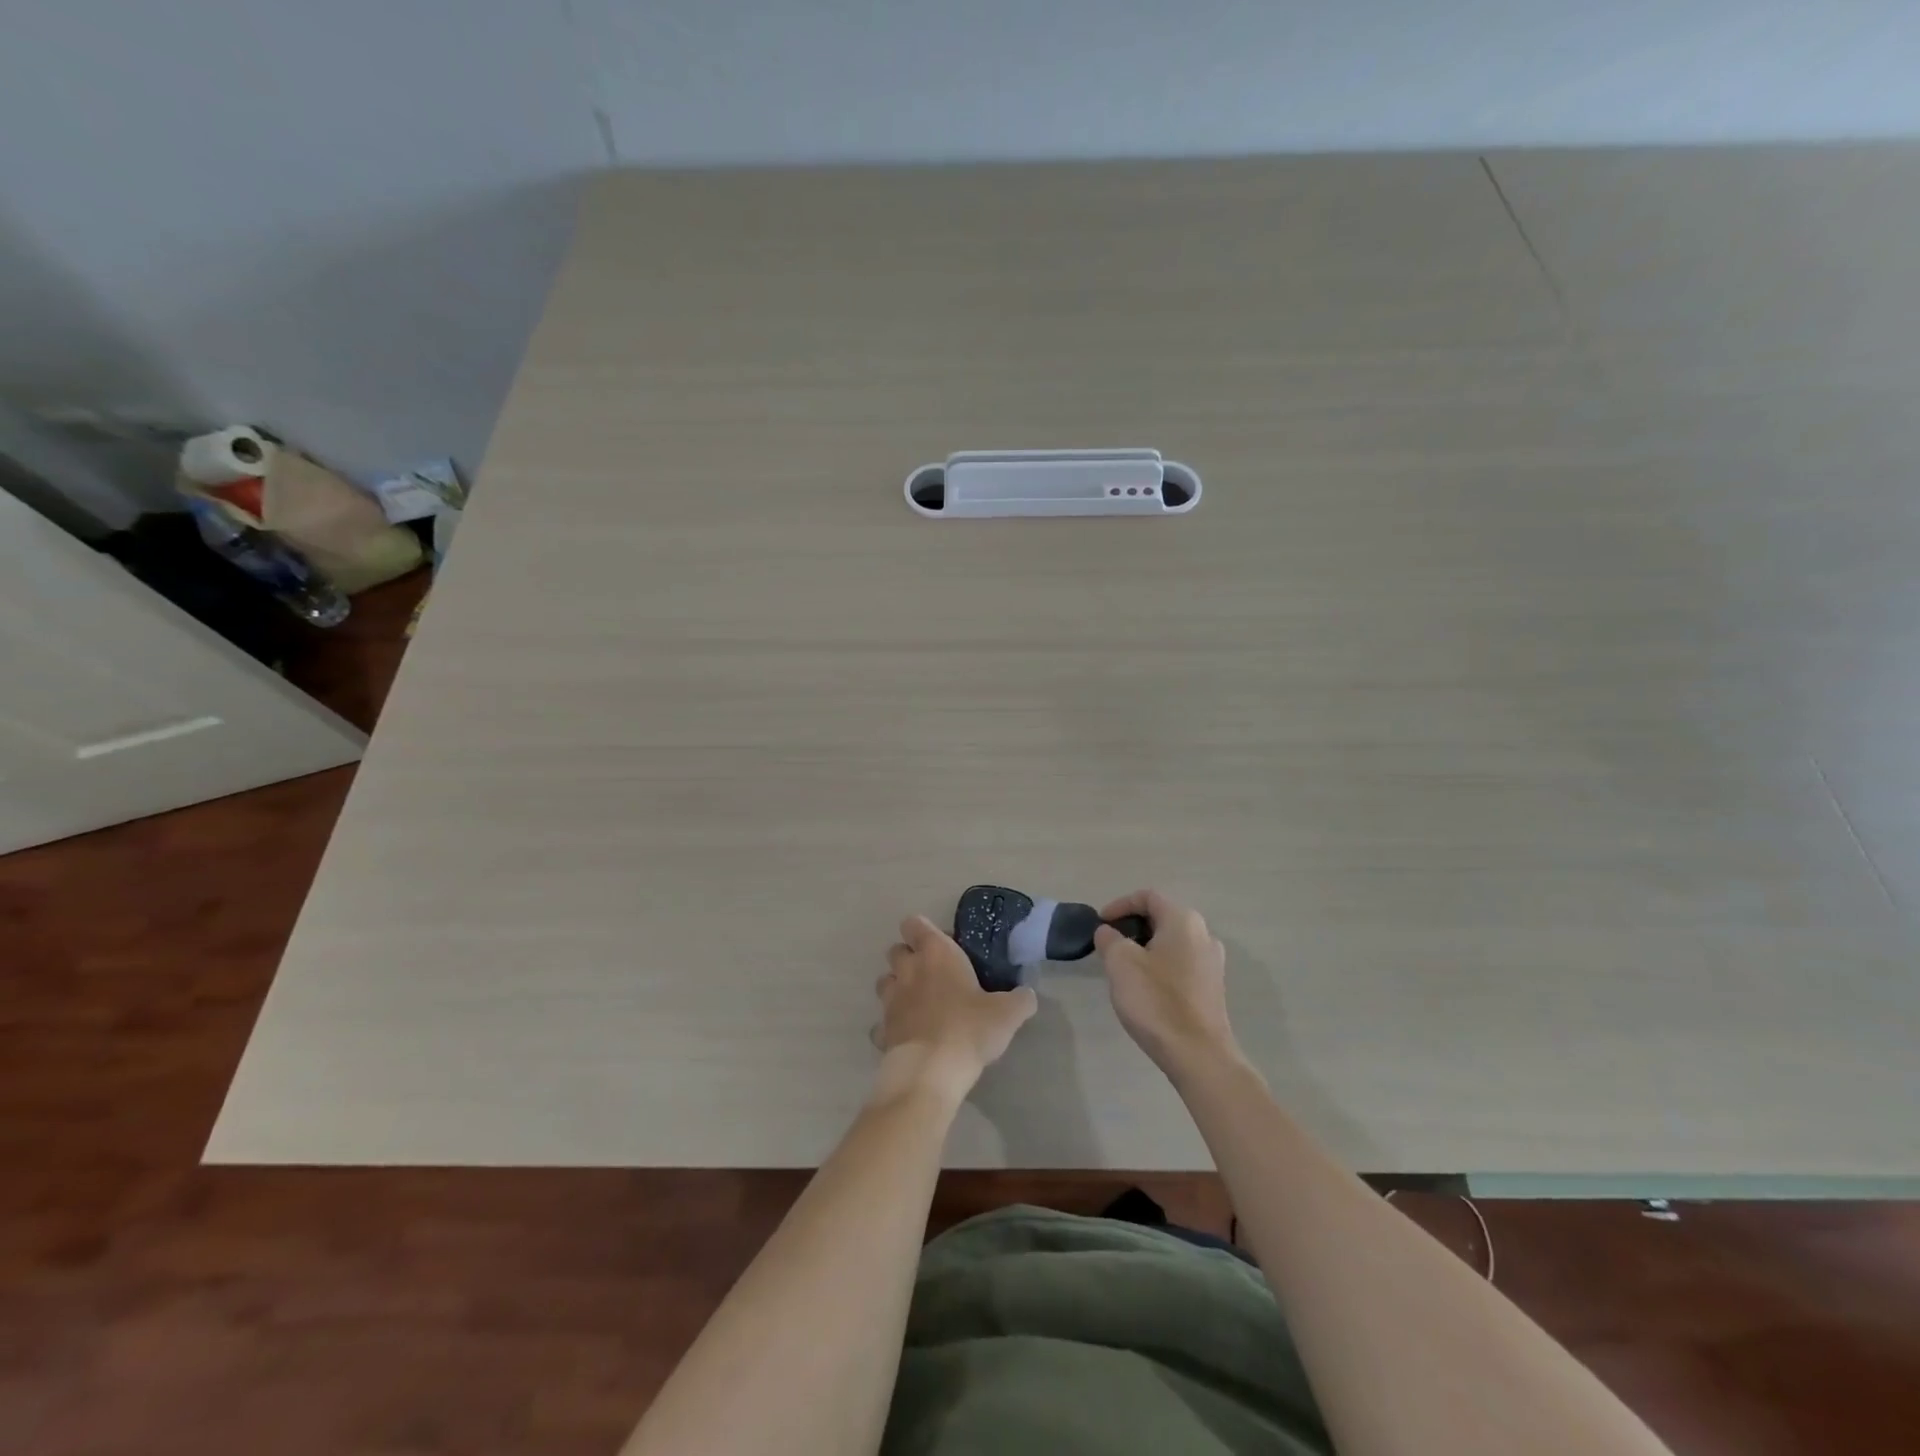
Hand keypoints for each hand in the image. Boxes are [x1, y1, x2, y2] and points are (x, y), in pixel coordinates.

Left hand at [872, 915, 1037, 1103]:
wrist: (932, 1071)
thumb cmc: (969, 1028)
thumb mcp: (1008, 1013)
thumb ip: (1020, 999)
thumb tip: (1027, 995)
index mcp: (935, 953)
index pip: (914, 924)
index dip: (923, 931)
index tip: (943, 945)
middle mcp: (908, 970)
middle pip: (895, 951)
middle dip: (909, 958)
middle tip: (934, 975)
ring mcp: (891, 1001)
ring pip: (885, 982)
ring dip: (898, 988)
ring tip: (919, 1003)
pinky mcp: (882, 1031)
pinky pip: (881, 1023)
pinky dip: (891, 1027)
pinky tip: (910, 1036)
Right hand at [1094, 890, 1239, 1078]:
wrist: (1198, 1055)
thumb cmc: (1156, 1001)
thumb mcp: (1120, 963)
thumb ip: (1109, 938)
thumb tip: (1108, 932)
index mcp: (1183, 921)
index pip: (1148, 897)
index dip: (1119, 905)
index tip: (1100, 924)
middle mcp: (1204, 934)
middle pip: (1162, 917)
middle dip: (1132, 926)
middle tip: (1109, 945)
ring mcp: (1212, 962)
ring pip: (1172, 941)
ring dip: (1145, 947)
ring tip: (1124, 967)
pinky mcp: (1212, 987)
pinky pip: (1181, 963)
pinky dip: (1160, 964)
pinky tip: (1146, 987)